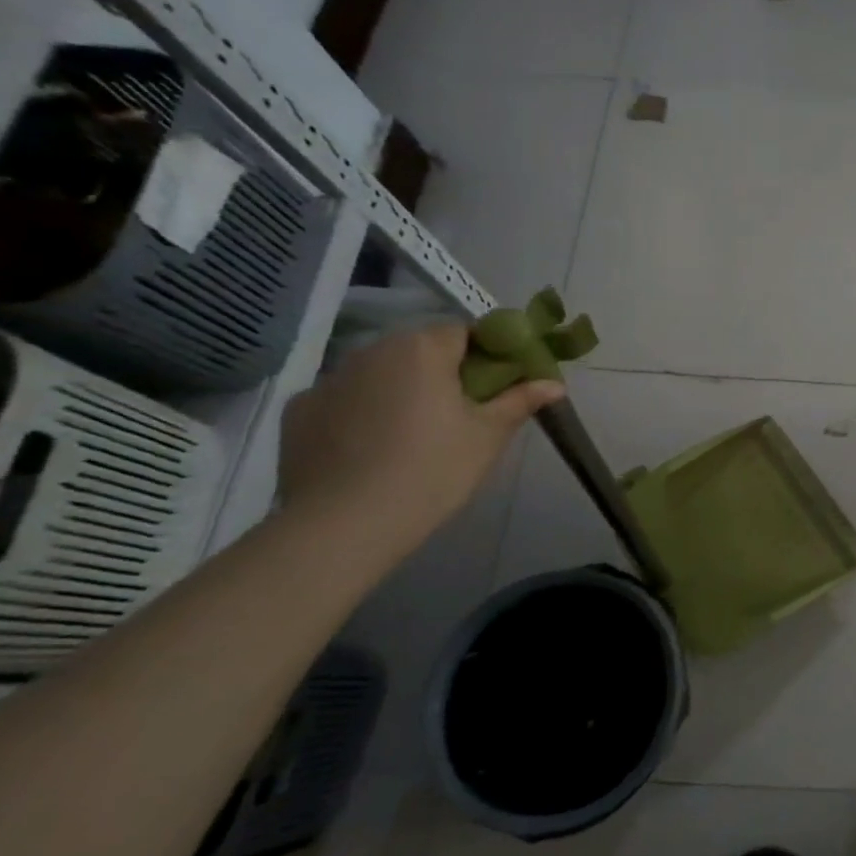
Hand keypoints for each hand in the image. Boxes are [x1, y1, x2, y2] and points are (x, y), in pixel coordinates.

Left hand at [278, 323, 563, 555]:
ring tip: (417, 434)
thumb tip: (555, 383)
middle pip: (420, 349)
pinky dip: (362, 413)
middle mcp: (371, 351)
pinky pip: (345, 400)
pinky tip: (373, 449)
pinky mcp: (299, 411)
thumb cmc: (433, 470)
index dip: (487, 353)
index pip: (464, 332)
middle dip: (445, 372)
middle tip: (465, 412)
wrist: (345, 524)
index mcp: (422, 348)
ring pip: (380, 374)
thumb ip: (521, 401)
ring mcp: (329, 380)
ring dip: (402, 390)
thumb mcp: (488, 435)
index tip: (500, 383)